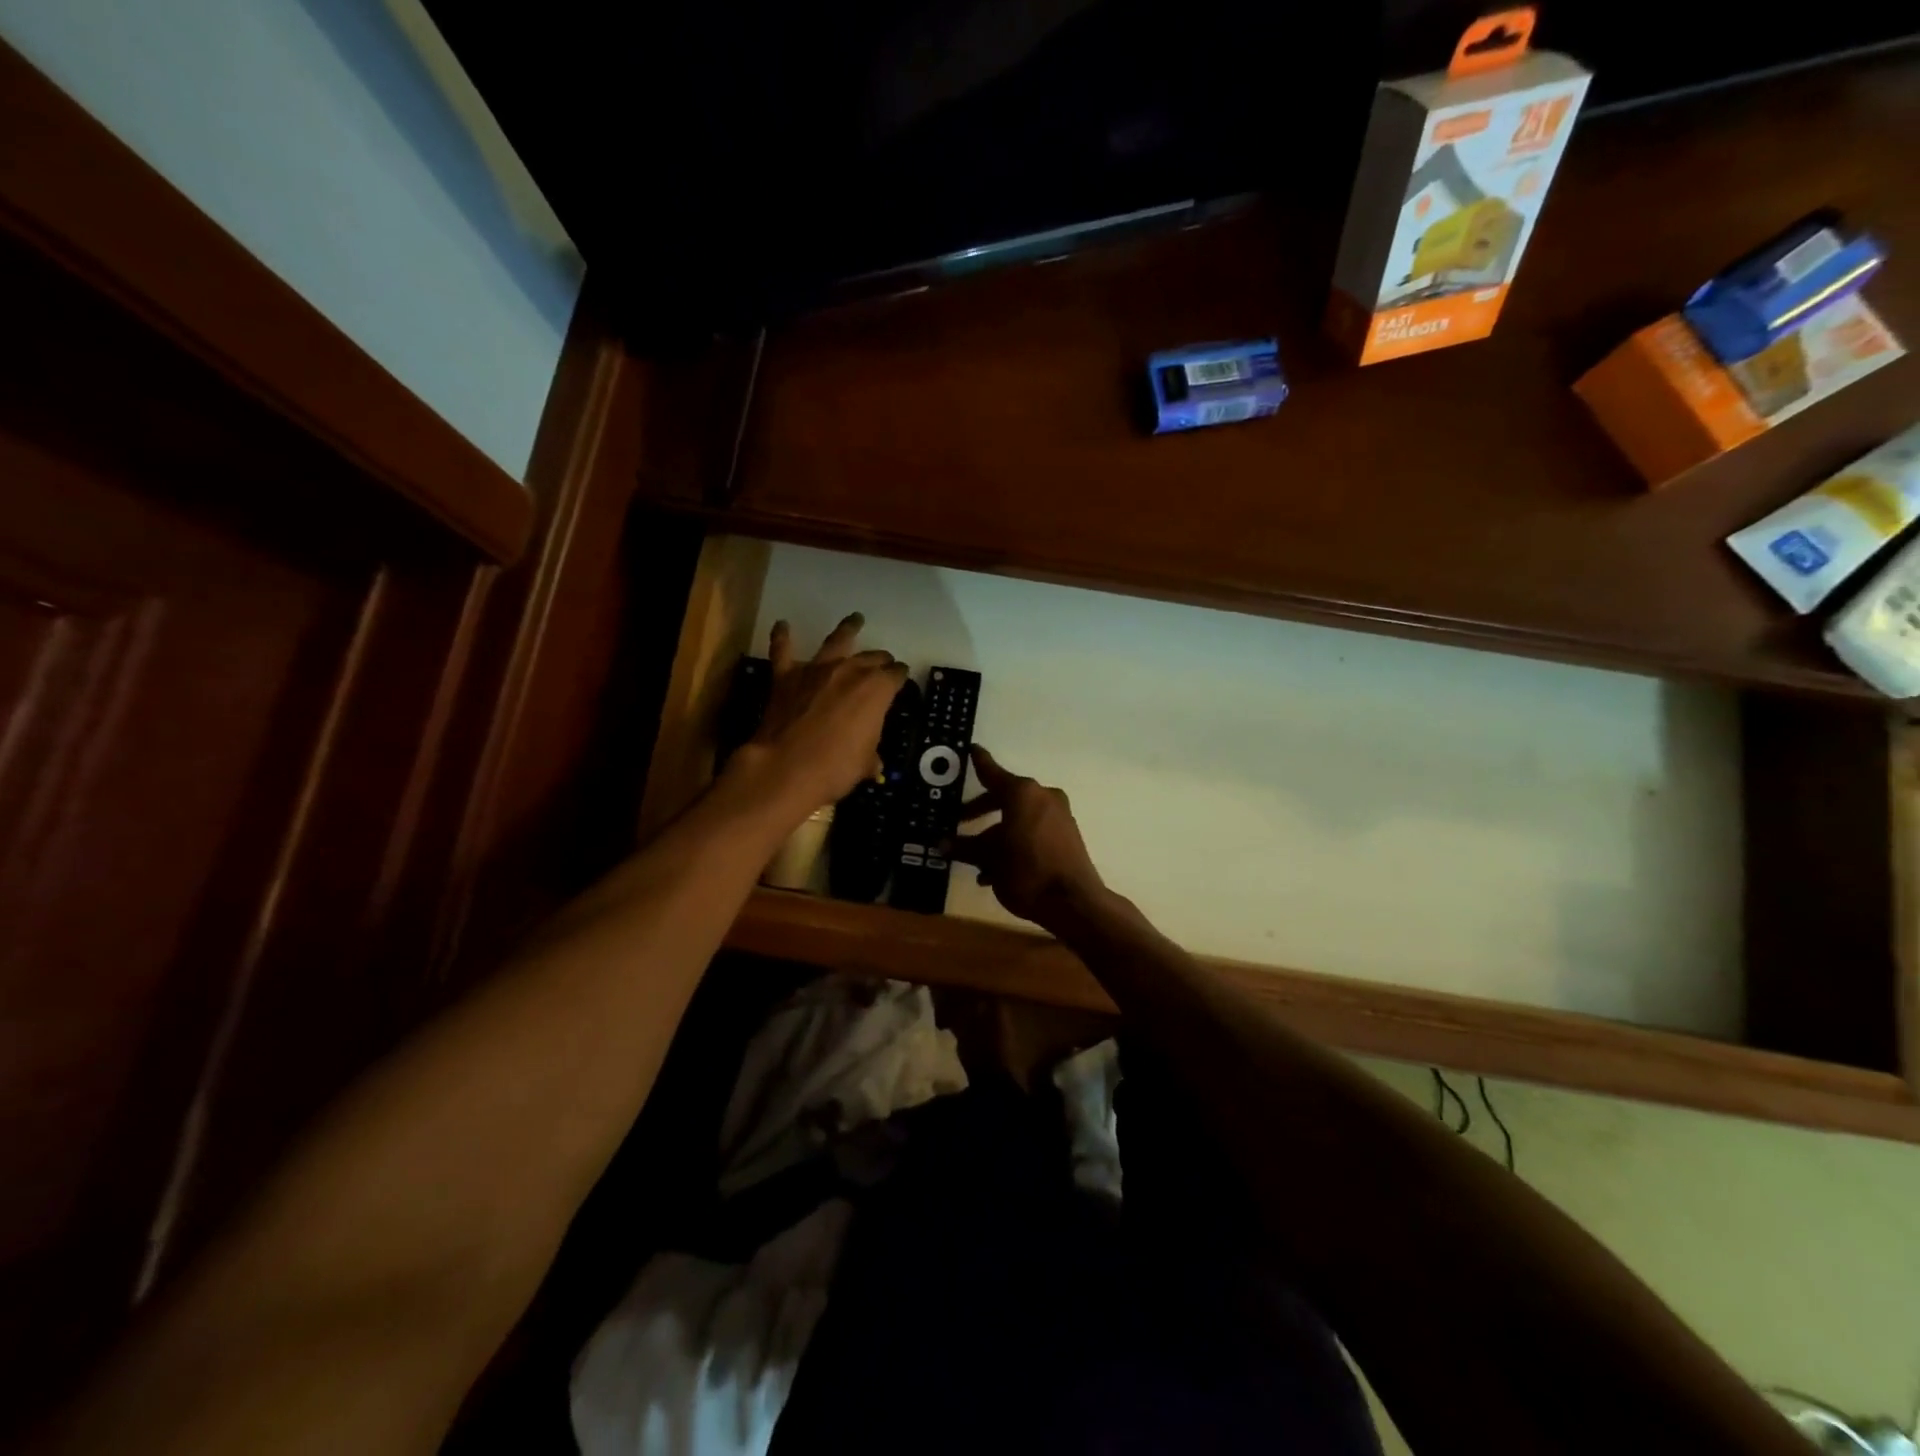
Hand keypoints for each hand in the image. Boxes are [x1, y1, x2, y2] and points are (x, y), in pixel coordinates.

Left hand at [734, 613, 906, 816]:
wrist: (787, 767)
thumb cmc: (836, 767)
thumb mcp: (864, 764)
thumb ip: (870, 756)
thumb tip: (873, 765)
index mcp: (877, 690)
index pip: (896, 676)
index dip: (899, 678)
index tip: (900, 680)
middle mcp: (851, 671)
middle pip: (872, 657)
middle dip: (880, 659)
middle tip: (883, 663)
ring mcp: (816, 670)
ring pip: (836, 640)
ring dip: (847, 628)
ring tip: (855, 619)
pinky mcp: (786, 676)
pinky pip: (783, 650)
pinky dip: (782, 636)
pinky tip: (782, 624)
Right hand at [950, 746, 1106, 930]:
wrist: (1073, 902)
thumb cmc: (1026, 872)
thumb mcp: (989, 859)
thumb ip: (965, 847)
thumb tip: (942, 844)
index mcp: (1022, 793)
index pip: (992, 772)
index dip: (979, 762)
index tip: (971, 749)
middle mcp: (1042, 797)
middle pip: (1005, 797)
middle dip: (980, 811)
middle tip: (959, 820)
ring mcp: (1059, 815)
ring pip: (1018, 817)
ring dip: (996, 835)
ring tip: (975, 861)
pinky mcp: (1067, 835)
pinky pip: (1033, 831)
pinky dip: (1014, 842)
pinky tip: (996, 872)